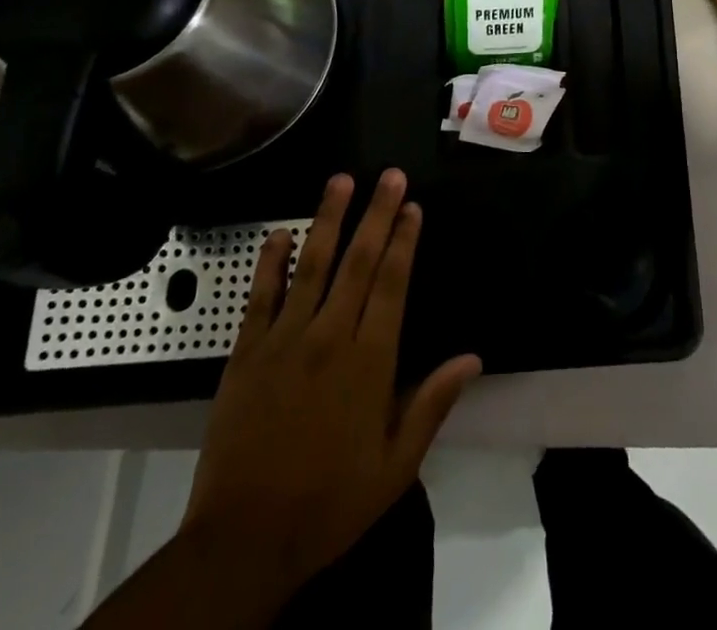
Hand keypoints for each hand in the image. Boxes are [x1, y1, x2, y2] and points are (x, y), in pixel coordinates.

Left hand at [179, 169, 481, 602]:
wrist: (244, 541)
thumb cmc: (329, 503)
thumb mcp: (395, 466)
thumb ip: (432, 404)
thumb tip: (472, 358)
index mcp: (370, 361)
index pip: (392, 284)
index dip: (405, 241)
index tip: (413, 206)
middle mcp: (330, 337)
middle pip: (359, 262)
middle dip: (377, 214)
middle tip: (389, 175)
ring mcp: (285, 340)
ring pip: (311, 265)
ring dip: (327, 220)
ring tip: (340, 181)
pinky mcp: (246, 353)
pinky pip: (260, 297)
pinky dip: (270, 263)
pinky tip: (279, 234)